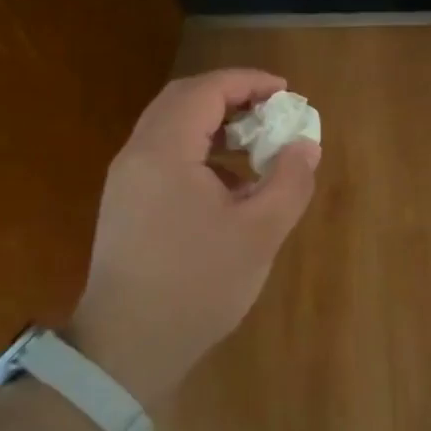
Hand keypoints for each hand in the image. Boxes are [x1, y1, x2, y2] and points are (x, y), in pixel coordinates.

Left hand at [68, 69, 319, 405]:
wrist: (126, 348)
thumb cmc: (196, 286)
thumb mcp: (259, 234)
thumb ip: (289, 182)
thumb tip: (304, 145)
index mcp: (164, 152)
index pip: (205, 91)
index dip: (248, 82)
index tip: (285, 92)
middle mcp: (137, 155)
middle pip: (183, 100)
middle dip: (230, 96)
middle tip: (270, 110)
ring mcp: (126, 180)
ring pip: (171, 127)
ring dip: (214, 123)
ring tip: (255, 143)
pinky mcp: (126, 204)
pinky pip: (164, 155)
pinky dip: (199, 150)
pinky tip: (229, 183)